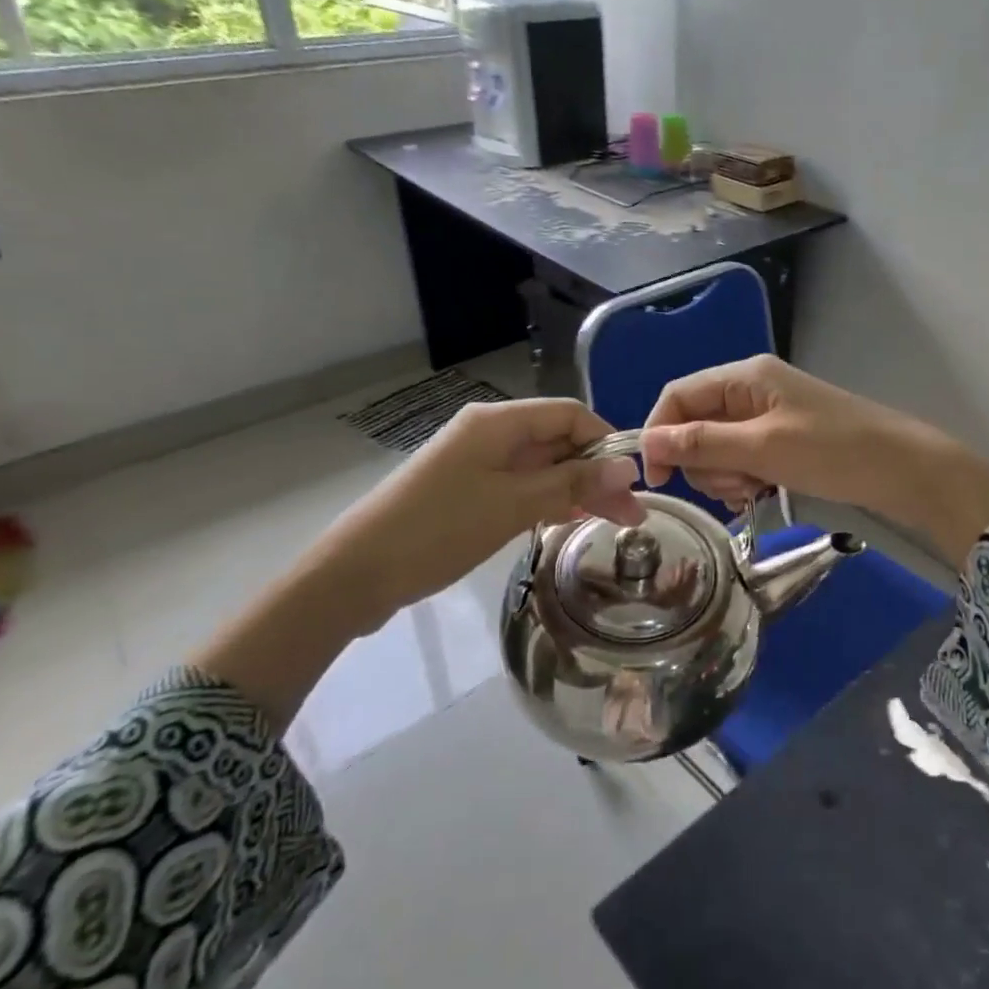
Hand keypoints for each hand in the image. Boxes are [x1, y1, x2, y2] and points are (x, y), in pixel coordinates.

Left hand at [307, 398, 644, 623]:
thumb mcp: (513, 505)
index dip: (605, 441)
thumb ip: (573, 483)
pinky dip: (547, 500)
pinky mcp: (467, 489)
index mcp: (498, 422)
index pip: (570, 414)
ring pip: (542, 466)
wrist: (355, 574)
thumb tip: (628, 468)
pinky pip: (520, 485)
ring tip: (611, 523)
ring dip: (576, 489)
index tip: (632, 482)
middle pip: (558, 441)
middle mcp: (490, 432)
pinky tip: (567, 521)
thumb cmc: (438, 530)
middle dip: (596, 472)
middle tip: (632, 516)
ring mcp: (476, 461)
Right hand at [640, 356, 988, 560]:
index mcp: (745, 378)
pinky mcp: (782, 441)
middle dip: (704, 462)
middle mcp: (751, 391)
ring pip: (717, 448)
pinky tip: (765, 495)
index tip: (659, 479)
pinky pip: (742, 460)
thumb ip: (703, 444)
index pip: (678, 396)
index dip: (659, 434)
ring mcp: (768, 417)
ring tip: (757, 490)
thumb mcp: (763, 449)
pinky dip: (745, 480)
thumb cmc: (834, 452)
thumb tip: (647, 443)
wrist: (904, 471)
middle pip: (695, 425)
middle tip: (736, 485)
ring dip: (726, 476)